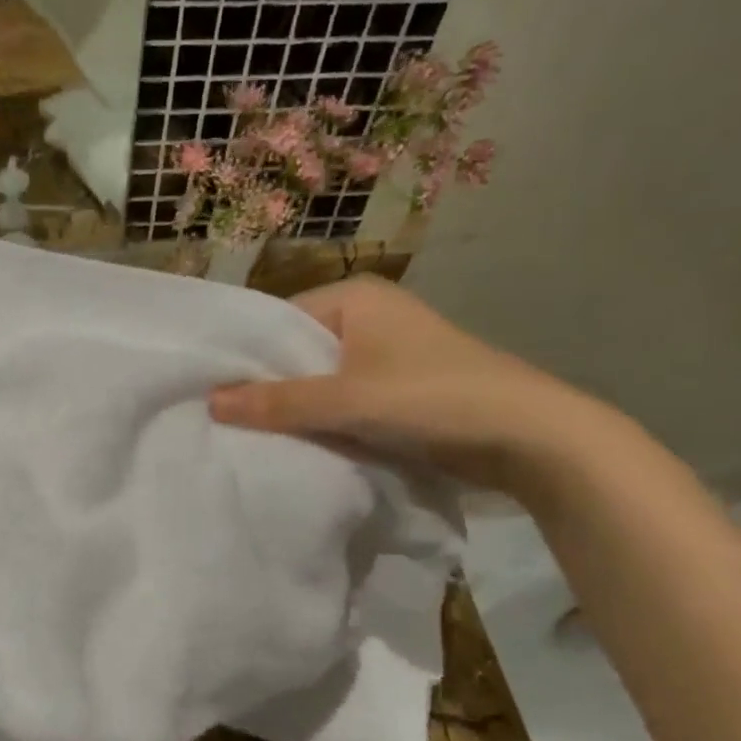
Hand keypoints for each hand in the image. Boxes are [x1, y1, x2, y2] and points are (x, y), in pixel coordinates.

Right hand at [208, 277, 623, 497]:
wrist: (530, 437)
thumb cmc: (433, 399)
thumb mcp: (348, 400)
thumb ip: (278, 401)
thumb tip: (210, 402)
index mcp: (355, 297)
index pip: (278, 321)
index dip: (245, 358)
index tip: (209, 394)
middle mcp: (368, 317)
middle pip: (297, 352)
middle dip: (268, 387)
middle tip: (223, 421)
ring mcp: (385, 354)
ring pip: (320, 380)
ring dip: (295, 408)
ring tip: (250, 436)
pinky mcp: (398, 388)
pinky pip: (343, 399)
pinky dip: (323, 419)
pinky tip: (297, 444)